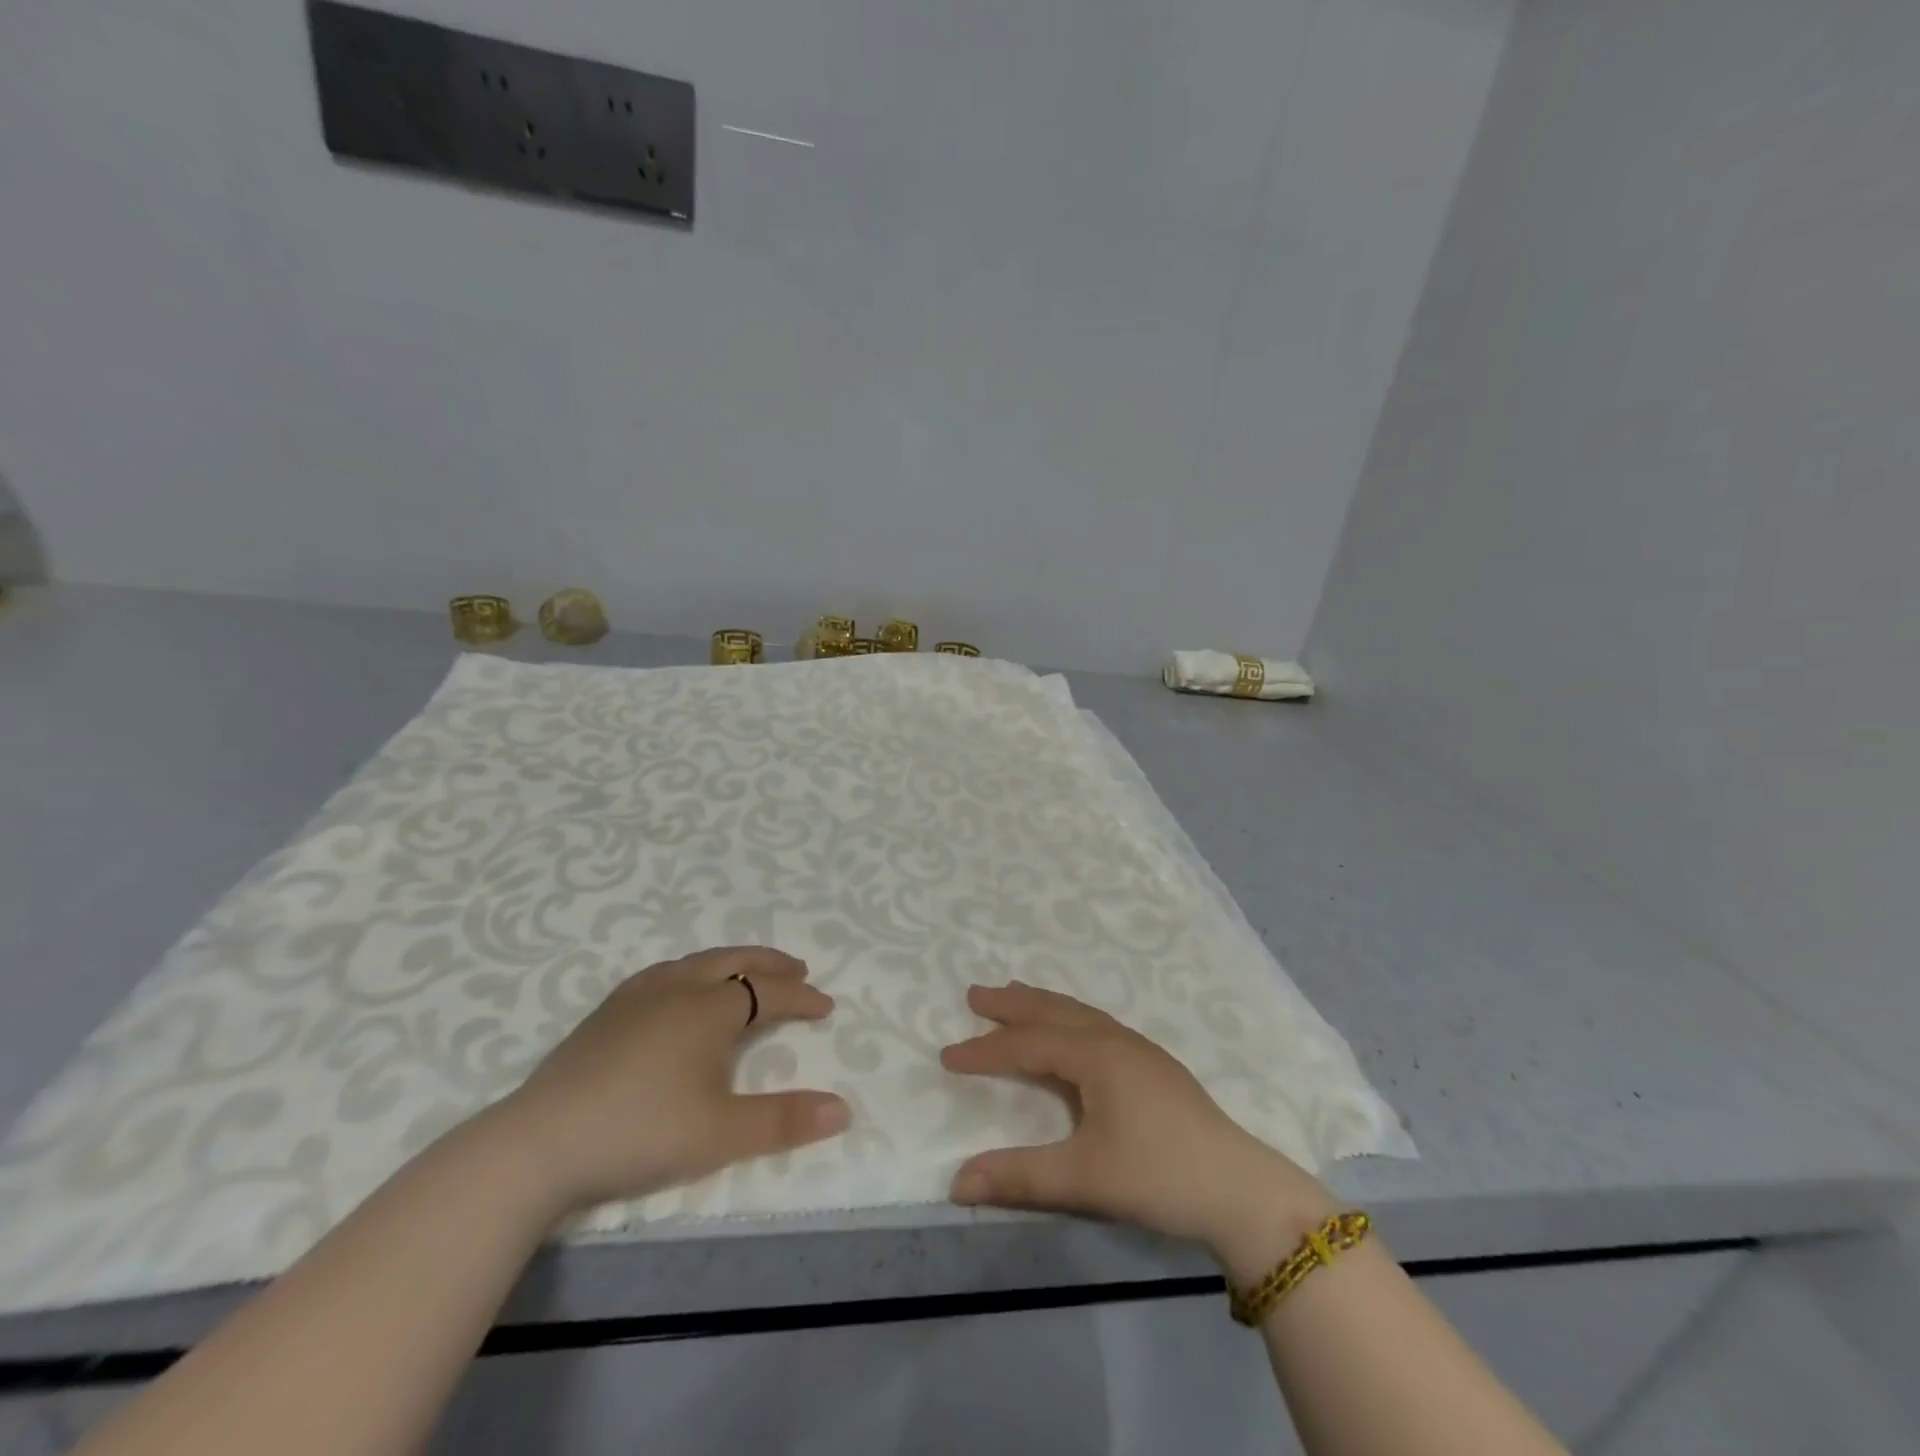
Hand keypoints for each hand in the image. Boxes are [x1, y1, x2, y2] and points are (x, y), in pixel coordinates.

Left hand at [490, 946, 850, 1214]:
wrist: (539, 1144)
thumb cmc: (641, 1132)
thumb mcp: (722, 1134)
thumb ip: (784, 1120)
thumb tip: (843, 1110)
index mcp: (711, 1009)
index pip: (770, 992)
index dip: (802, 998)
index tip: (826, 1008)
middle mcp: (679, 988)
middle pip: (735, 961)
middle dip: (771, 964)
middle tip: (798, 970)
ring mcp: (637, 996)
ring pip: (697, 961)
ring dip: (732, 962)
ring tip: (746, 973)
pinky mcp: (606, 1012)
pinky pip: (664, 972)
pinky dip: (691, 971)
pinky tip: (680, 989)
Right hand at [942, 983, 1336, 1279]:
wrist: (1240, 1190)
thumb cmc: (1158, 1175)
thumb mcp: (1083, 1178)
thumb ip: (1019, 1177)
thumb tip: (955, 1182)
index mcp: (1095, 1055)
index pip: (1027, 1045)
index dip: (985, 1050)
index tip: (946, 1056)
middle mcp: (1114, 1040)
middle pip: (1053, 1011)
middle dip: (1012, 1003)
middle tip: (976, 993)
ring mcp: (1139, 1050)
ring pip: (1079, 1013)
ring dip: (1042, 1004)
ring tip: (1015, 996)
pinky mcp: (1154, 1067)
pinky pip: (1097, 1024)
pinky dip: (1068, 1017)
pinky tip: (1072, 1031)